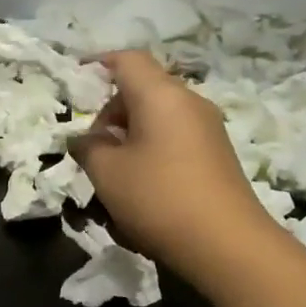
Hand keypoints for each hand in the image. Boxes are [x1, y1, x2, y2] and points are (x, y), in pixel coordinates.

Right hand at [70, 51, 277, 278]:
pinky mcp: (217, 155)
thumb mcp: (106, 172)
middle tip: (92, 145)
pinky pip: (175, 137)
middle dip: (112, 110)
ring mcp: (208, 129)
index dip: (99, 63)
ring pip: (159, 115)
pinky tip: (141, 184)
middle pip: (143, 88)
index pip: (128, 60)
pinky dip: (152, 148)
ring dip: (130, 133)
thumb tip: (85, 139)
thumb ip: (88, 146)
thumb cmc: (158, 197)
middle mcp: (189, 102)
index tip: (77, 80)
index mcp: (161, 95)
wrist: (228, 246)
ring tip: (113, 170)